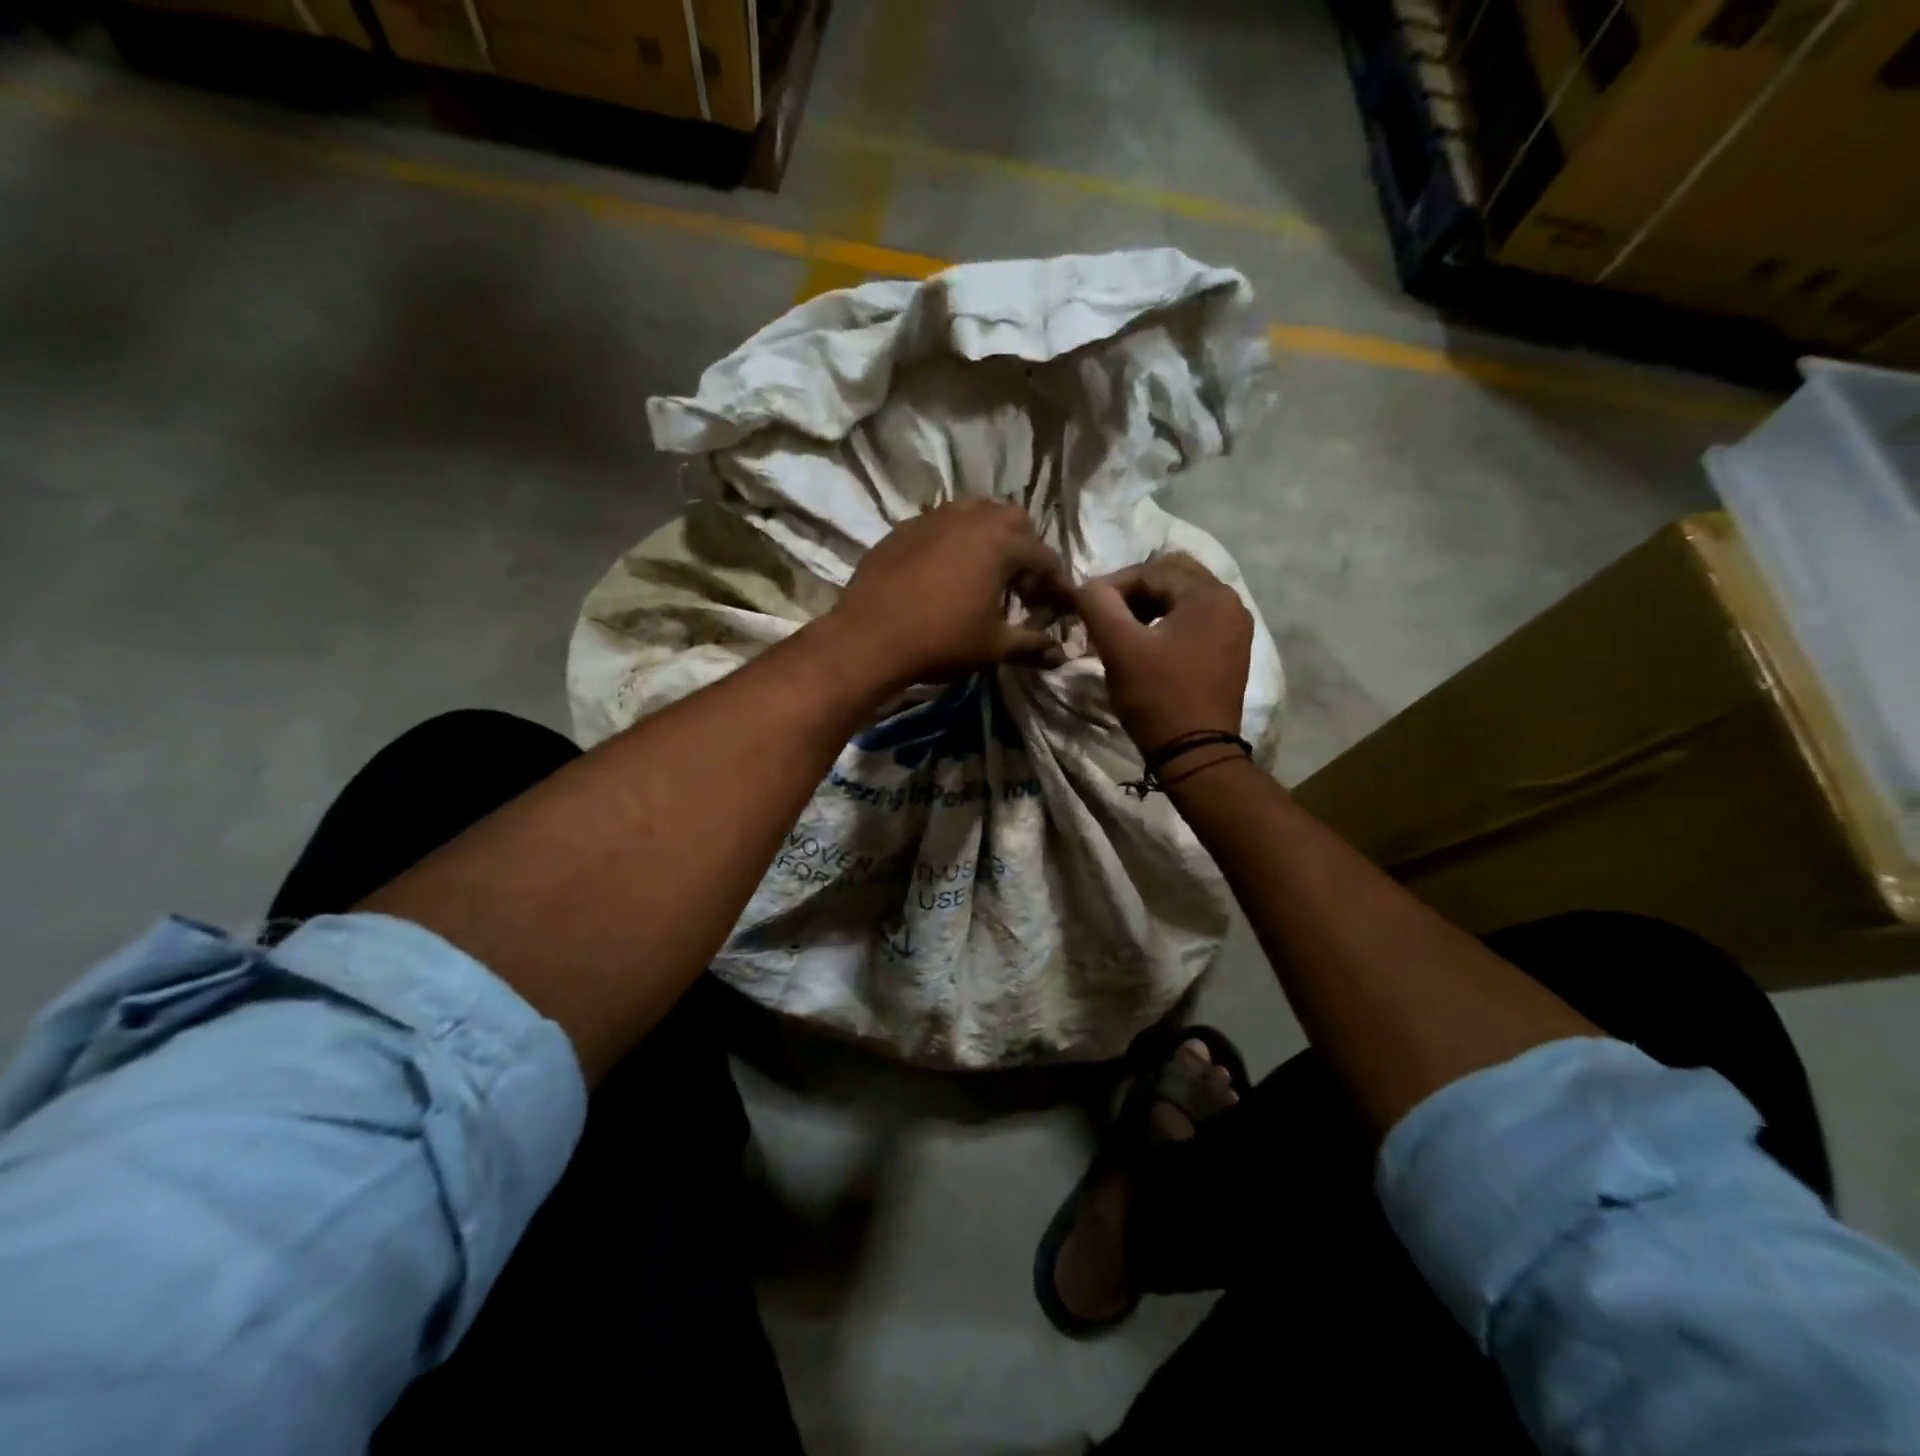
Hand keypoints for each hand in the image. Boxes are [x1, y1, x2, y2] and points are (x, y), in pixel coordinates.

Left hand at [830, 499, 1073, 691]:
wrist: (869, 638)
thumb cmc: (941, 640)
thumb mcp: (993, 647)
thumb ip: (1031, 647)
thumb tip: (1061, 656)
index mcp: (1001, 542)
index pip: (1044, 557)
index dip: (1057, 584)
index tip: (1059, 607)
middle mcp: (971, 517)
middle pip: (1014, 522)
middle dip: (1026, 550)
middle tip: (1021, 587)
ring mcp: (933, 517)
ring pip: (975, 514)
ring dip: (990, 539)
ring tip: (985, 574)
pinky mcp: (904, 528)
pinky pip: (941, 524)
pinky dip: (955, 541)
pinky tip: (945, 573)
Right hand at [1076, 553, 1251, 752]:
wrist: (1195, 753)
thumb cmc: (1157, 696)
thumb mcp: (1119, 647)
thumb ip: (1099, 605)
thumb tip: (1087, 586)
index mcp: (1208, 594)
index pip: (1150, 571)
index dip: (1111, 585)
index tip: (1085, 608)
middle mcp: (1229, 602)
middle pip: (1171, 577)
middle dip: (1133, 591)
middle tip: (1104, 616)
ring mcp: (1234, 628)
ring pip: (1182, 599)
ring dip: (1148, 607)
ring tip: (1121, 631)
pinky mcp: (1230, 651)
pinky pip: (1194, 621)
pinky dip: (1166, 624)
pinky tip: (1146, 646)